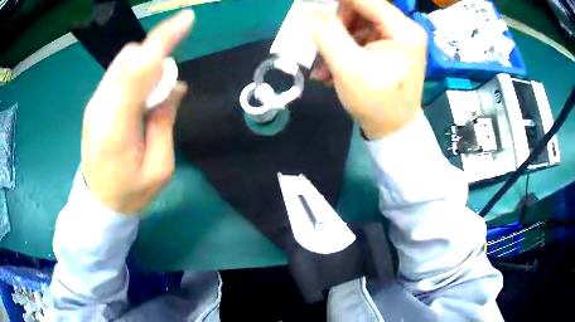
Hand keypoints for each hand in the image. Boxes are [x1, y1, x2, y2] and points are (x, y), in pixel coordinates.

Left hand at [81, 11, 193, 214]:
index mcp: (116, 125)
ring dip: (146, 65)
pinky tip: (142, 96)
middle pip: (129, 58)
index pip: (138, 68)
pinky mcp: (95, 104)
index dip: (163, 40)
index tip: (187, 20)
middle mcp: (101, 106)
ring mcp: (95, 103)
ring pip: (123, 63)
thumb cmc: (130, 193)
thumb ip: (165, 121)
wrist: (98, 203)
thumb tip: (175, 86)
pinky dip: (136, 74)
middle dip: (155, 55)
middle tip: (168, 84)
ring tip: (155, 94)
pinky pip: (118, 75)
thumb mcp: (159, 167)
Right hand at [311, 0, 426, 139]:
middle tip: (318, 43)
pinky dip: (344, 48)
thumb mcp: (348, 67)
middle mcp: (404, 29)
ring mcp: (397, 38)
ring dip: (336, 40)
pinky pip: (361, 37)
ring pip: (357, 23)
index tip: (313, 6)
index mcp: (402, 30)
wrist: (393, 131)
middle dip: (335, 25)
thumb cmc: (376, 103)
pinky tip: (332, 67)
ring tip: (321, 65)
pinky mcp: (390, 47)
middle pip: (361, 9)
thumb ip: (328, 33)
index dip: (337, 1)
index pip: (365, 0)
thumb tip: (315, 10)